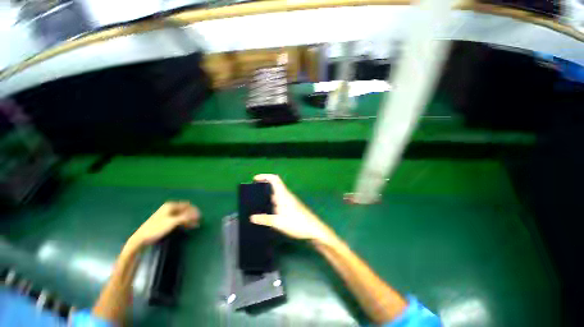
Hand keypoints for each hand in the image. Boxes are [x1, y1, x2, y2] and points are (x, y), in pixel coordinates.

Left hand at [128, 201, 199, 249]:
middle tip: (199, 221)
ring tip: (195, 225)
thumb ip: (186, 217)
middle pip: (185, 210)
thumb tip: (197, 214)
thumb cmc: (156, 228)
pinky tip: (187, 226)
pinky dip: (184, 222)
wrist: (141, 238)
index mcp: (171, 206)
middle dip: (192, 215)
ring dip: (189, 219)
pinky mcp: (165, 221)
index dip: (194, 210)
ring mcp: (167, 215)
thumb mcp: (173, 222)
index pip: (187, 205)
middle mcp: (169, 208)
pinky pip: (178, 219)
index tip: (200, 216)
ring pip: (182, 215)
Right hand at [250, 174, 334, 243]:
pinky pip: (280, 201)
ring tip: (257, 203)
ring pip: (277, 194)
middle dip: (264, 187)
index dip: (265, 176)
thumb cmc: (297, 223)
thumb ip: (265, 219)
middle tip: (253, 193)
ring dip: (268, 196)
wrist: (313, 229)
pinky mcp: (292, 207)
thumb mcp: (278, 222)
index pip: (274, 179)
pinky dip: (272, 203)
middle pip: (275, 186)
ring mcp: (290, 201)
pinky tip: (268, 211)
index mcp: (283, 195)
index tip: (255, 179)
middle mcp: (287, 195)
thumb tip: (251, 217)